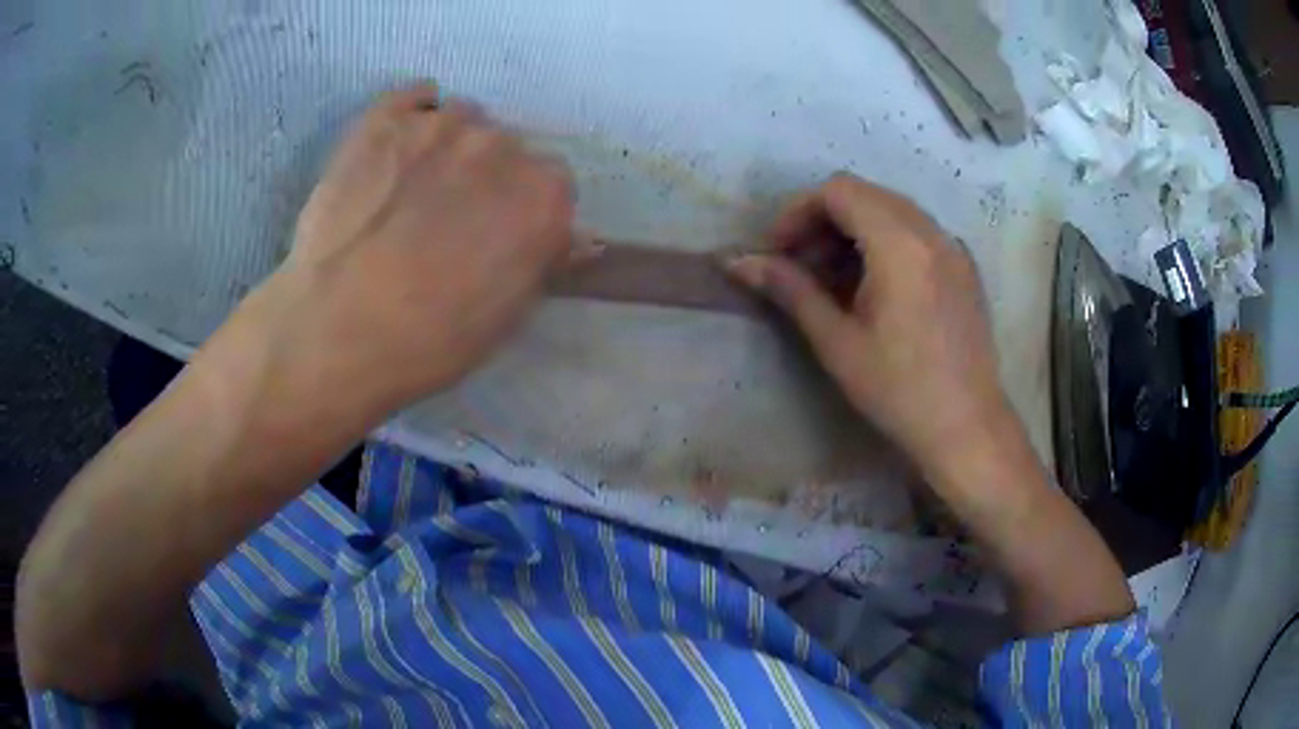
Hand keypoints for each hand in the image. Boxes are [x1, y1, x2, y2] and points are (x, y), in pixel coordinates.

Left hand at [249, 85, 575, 418]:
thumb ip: (544, 262)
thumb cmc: (430, 340)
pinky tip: (397, 144)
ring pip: (461, 120)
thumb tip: (572, 238)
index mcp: (542, 195)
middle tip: (450, 216)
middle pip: (507, 149)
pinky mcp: (383, 119)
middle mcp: (500, 145)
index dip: (525, 209)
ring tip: (413, 186)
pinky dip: (412, 115)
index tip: (501, 233)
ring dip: (449, 147)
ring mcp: (439, 123)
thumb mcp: (507, 318)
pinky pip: (412, 97)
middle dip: (487, 177)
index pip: (552, 184)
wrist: (336, 331)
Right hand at [727, 173, 1009, 482]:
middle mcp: (930, 231)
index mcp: (899, 244)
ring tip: (834, 277)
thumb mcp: (838, 342)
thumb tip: (739, 262)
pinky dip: (886, 240)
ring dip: (855, 229)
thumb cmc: (899, 391)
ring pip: (892, 209)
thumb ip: (791, 290)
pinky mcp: (964, 266)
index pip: (838, 191)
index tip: (779, 252)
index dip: (799, 212)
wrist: (967, 427)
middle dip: (824, 219)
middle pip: (865, 194)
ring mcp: (952, 247)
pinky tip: (876, 286)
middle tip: (801, 265)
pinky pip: (917, 231)